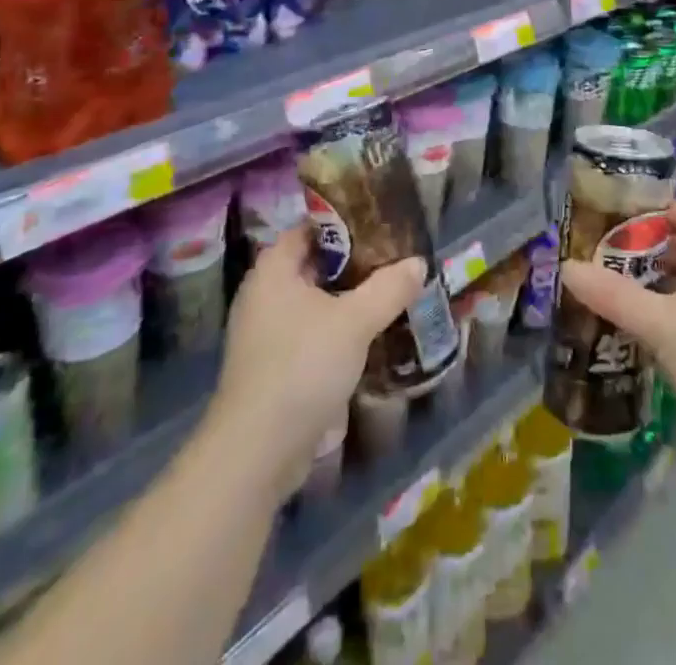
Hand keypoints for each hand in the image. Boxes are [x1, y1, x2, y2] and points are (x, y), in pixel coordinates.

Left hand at [207, 225, 424, 500]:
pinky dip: (336, 329)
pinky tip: (368, 336)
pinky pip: (310, 333)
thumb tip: (418, 262)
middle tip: (393, 257)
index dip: (344, 223)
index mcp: (274, 271)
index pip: (309, 228)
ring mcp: (264, 334)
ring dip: (347, 299)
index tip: (381, 222)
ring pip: (314, 302)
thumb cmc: (302, 366)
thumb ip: (389, 287)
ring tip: (389, 293)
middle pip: (314, 265)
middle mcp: (263, 295)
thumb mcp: (355, 321)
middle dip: (353, 262)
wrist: (257, 453)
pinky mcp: (272, 367)